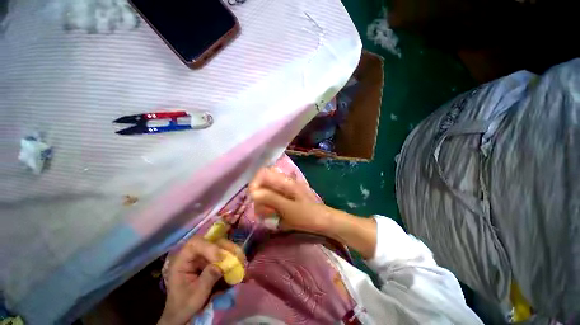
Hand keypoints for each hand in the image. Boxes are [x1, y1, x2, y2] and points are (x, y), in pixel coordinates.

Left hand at [159, 236, 245, 324]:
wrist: (183, 313)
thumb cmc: (184, 305)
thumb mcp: (195, 295)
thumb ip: (207, 279)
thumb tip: (221, 265)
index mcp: (181, 260)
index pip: (195, 244)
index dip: (209, 247)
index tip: (220, 259)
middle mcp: (193, 254)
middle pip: (211, 241)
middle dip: (225, 247)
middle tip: (237, 255)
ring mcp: (202, 256)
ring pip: (219, 245)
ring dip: (231, 250)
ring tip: (241, 259)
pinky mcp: (209, 260)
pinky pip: (222, 253)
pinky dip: (231, 256)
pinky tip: (239, 261)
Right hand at [249, 166, 376, 258]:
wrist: (323, 221)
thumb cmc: (308, 215)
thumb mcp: (289, 208)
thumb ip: (271, 199)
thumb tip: (253, 193)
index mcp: (285, 181)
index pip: (263, 173)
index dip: (255, 183)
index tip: (254, 198)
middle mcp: (283, 183)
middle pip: (262, 184)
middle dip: (259, 198)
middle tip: (265, 211)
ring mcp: (284, 191)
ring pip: (265, 193)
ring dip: (263, 205)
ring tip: (271, 216)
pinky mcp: (284, 199)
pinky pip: (271, 201)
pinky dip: (268, 209)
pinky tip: (274, 217)